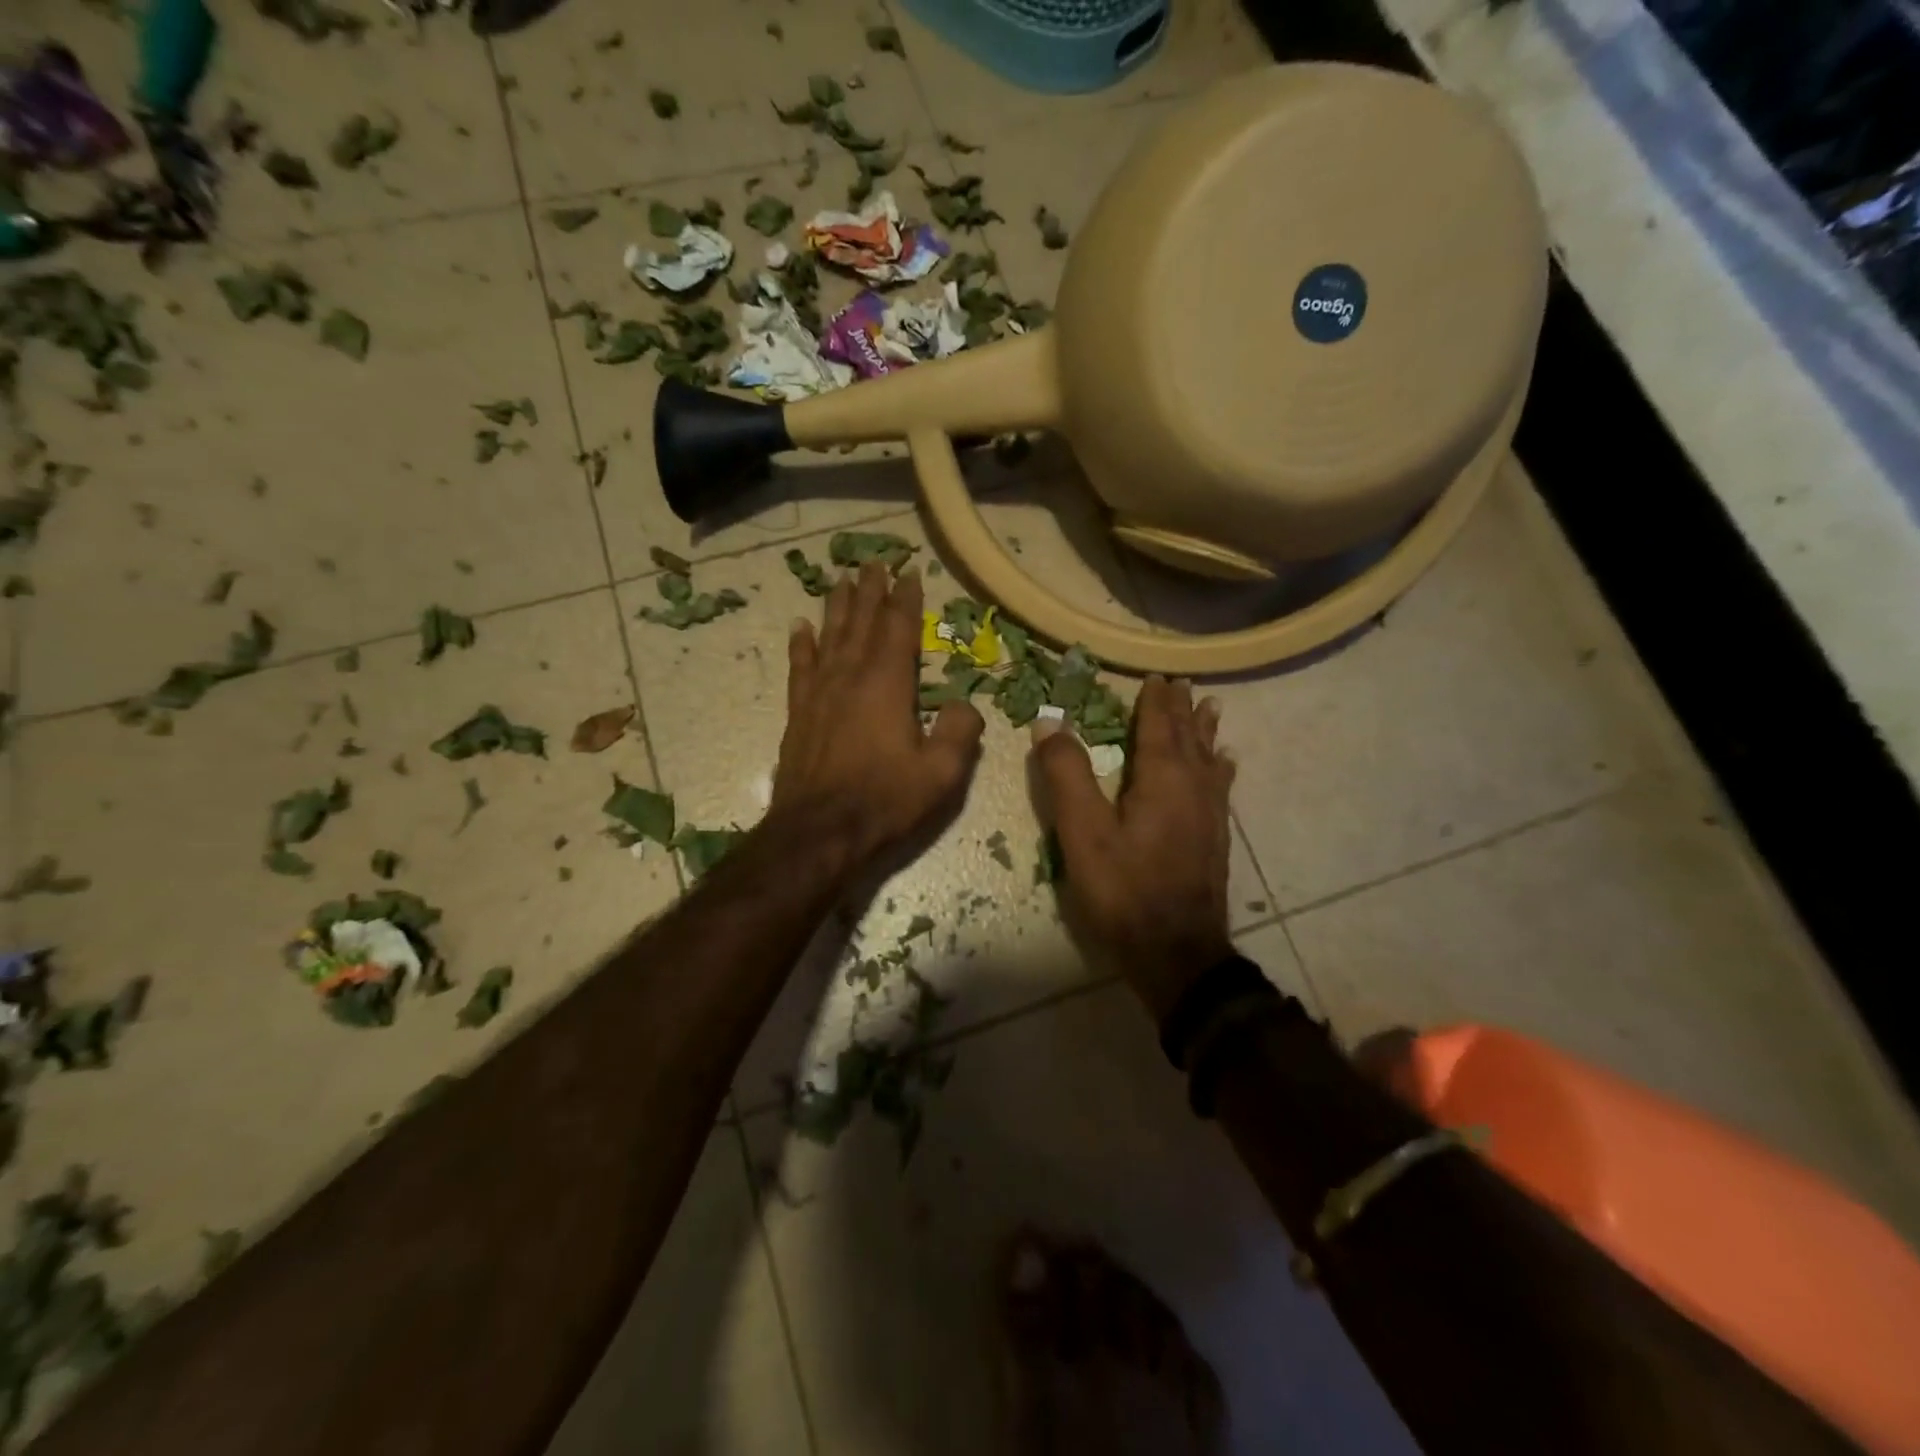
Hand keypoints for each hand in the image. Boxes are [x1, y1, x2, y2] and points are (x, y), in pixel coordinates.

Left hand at [772, 561, 984, 879]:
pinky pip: (801, 667)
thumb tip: (967, 704)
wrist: (819, 833)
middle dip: (870, 591)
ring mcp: (820, 694)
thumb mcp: (941, 774)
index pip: (898, 630)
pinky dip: (802, 645)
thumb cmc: (884, 802)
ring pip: (830, 637)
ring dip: (838, 607)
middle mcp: (850, 678)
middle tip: (874, 562)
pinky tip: (801, 627)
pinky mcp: (800, 714)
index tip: (909, 572)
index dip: (905, 600)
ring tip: (841, 580)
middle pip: (861, 623)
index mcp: (887, 686)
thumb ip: (960, 732)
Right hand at [1031, 676, 1235, 1019]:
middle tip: (1182, 683)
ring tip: (1211, 709)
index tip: (1156, 676)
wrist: (1177, 953)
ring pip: (1209, 759)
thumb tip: (1050, 722)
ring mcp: (1209, 815)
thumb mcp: (1083, 832)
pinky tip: (1225, 766)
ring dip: (1205, 732)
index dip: (1155, 701)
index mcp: (1162, 778)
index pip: (1159, 726)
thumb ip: (1066, 774)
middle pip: (1188, 738)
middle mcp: (1193, 787)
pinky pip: (1219, 787)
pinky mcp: (1215, 839)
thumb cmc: (1124, 890)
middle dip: (1182, 709)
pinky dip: (1220, 768)